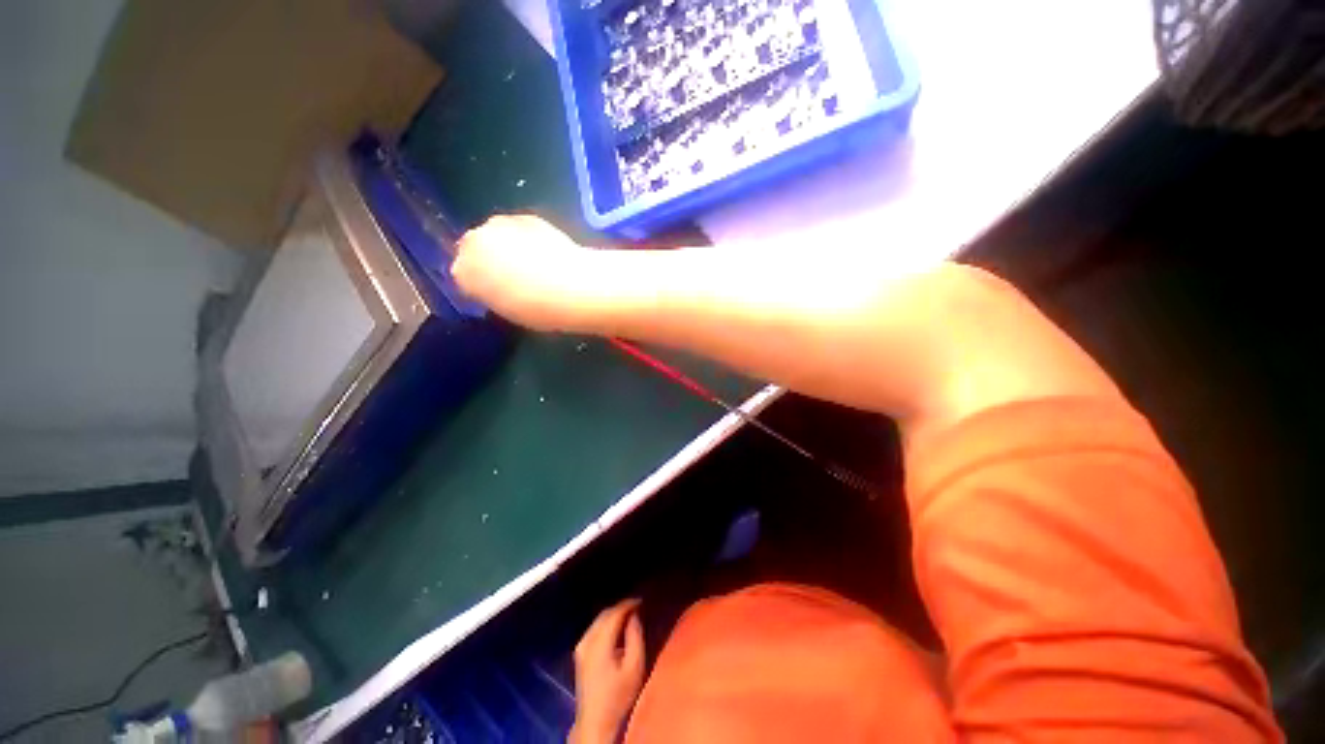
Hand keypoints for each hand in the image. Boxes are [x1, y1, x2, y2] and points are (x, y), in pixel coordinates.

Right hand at [452, 215, 591, 331]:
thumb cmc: (539, 310)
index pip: (463, 276)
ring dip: (506, 245)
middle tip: (512, 276)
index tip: (496, 291)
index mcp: (463, 273)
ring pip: (495, 235)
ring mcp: (498, 225)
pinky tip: (544, 251)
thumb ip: (492, 294)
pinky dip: (526, 237)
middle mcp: (473, 243)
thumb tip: (497, 287)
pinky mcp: (524, 217)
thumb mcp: (507, 310)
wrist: (572, 286)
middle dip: (489, 259)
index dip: (480, 283)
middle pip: (473, 249)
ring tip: (531, 262)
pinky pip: (518, 228)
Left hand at [570, 598, 644, 743]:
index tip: (642, 601)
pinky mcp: (579, 653)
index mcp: (599, 643)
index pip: (614, 613)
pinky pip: (594, 628)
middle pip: (605, 614)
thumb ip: (635, 637)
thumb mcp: (634, 667)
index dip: (628, 604)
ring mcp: (580, 646)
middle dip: (621, 608)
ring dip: (613, 615)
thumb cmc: (618, 696)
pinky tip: (616, 628)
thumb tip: (634, 616)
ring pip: (598, 620)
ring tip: (629, 615)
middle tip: (637, 606)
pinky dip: (606, 623)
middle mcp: (586, 640)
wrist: (595, 721)